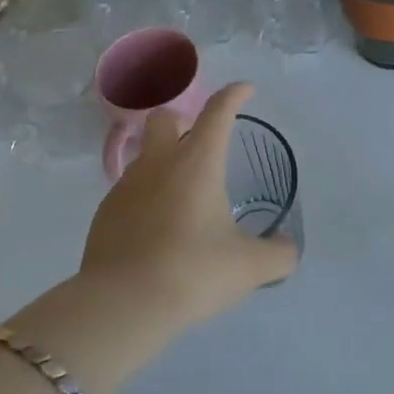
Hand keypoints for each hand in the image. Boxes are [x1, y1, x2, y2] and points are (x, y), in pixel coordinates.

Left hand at [80, 82, 297, 334]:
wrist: (122, 304)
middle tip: (199, 145)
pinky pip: (128, 191)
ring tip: (181, 199)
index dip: (234, 95)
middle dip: (182, 121)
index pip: (218, 111)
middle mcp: (159, 162)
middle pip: (164, 118)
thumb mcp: (248, 268)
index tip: (245, 90)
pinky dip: (145, 198)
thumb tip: (288, 249)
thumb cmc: (192, 272)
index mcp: (197, 162)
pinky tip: (155, 230)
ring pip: (144, 156)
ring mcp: (126, 185)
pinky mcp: (105, 212)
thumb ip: (277, 255)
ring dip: (162, 163)